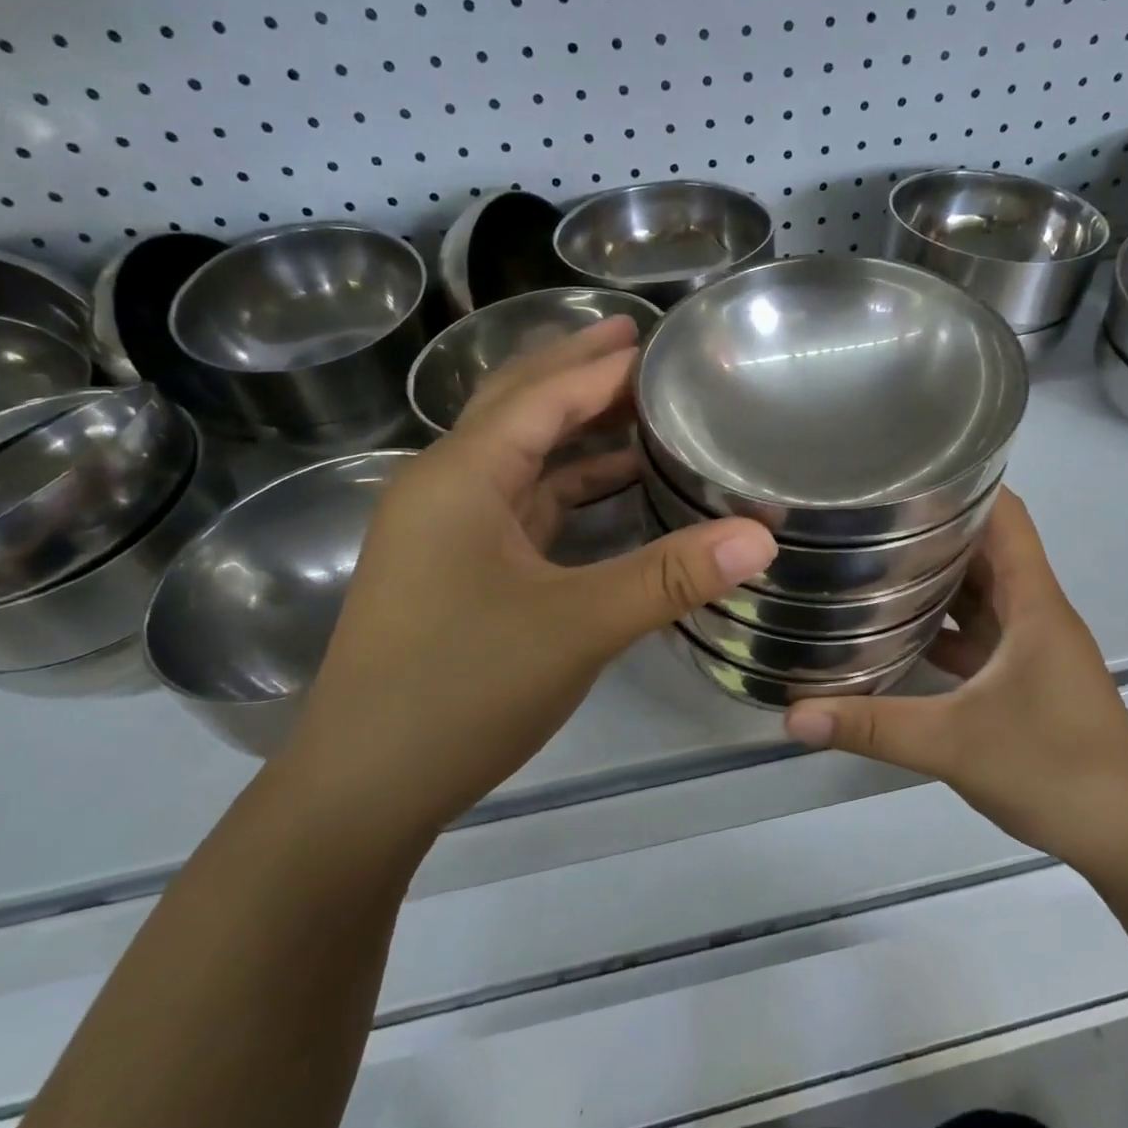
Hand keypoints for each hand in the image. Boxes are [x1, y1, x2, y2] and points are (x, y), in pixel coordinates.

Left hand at [285, 318, 776, 840]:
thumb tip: (763, 536)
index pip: (543, 395)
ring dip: (575, 429)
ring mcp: (446, 529)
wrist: (364, 786)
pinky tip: (610, 488)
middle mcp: (445, 486)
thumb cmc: (462, 690)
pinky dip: (567, 485)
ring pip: (519, 456)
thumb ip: (671, 576)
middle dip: (578, 371)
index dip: (603, 365)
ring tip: (640, 408)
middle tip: (641, 346)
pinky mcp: (457, 566)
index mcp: (461, 476)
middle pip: (518, 405)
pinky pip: (520, 502)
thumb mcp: (578, 627)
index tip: (661, 341)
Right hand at [783, 490, 1127, 876]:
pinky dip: (942, 625)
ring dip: (936, 577)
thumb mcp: (954, 745)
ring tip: (871, 562)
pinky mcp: (1025, 679)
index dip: (964, 484)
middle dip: (932, 528)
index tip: (906, 472)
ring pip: (981, 593)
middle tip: (866, 517)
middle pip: (986, 550)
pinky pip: (978, 633)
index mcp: (1034, 604)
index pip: (1006, 517)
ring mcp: (1032, 648)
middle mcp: (1035, 614)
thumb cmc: (1056, 769)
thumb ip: (872, 727)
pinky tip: (897, 633)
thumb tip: (793, 715)